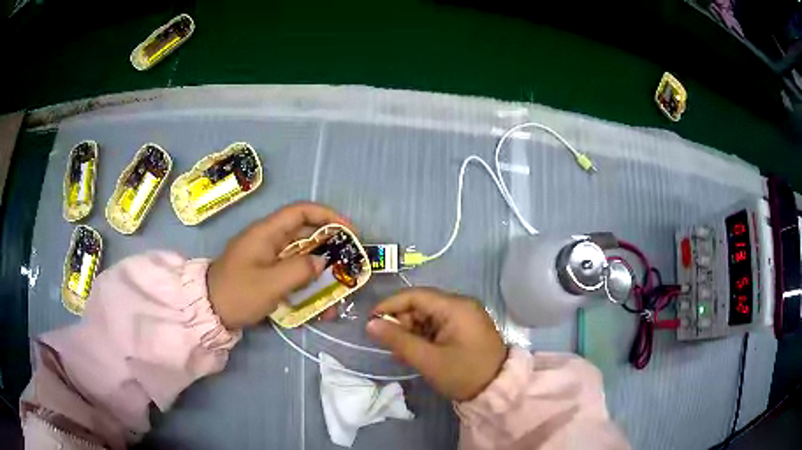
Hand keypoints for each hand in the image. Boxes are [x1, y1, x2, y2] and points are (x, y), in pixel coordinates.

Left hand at [207, 202, 351, 328]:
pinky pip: (292, 274)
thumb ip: (299, 271)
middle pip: (305, 235)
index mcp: (266, 232)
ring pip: (301, 258)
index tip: (350, 231)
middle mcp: (268, 240)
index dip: (328, 216)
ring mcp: (267, 258)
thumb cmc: (237, 293)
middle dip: (330, 248)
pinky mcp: (266, 274)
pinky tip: (320, 307)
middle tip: (350, 263)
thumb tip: (322, 262)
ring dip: (321, 272)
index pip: (301, 212)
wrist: (209, 311)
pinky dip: (307, 286)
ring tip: (339, 290)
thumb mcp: (270, 284)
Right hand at [366, 288, 506, 400]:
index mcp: (455, 307)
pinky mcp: (464, 329)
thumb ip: (398, 340)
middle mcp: (461, 305)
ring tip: (400, 353)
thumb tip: (370, 324)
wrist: (497, 391)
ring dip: (411, 332)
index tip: (370, 320)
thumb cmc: (463, 374)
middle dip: (401, 322)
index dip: (390, 305)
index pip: (416, 295)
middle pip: (421, 306)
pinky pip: (437, 326)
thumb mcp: (428, 359)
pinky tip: (415, 353)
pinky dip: (423, 337)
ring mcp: (464, 317)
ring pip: (428, 317)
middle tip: (387, 343)